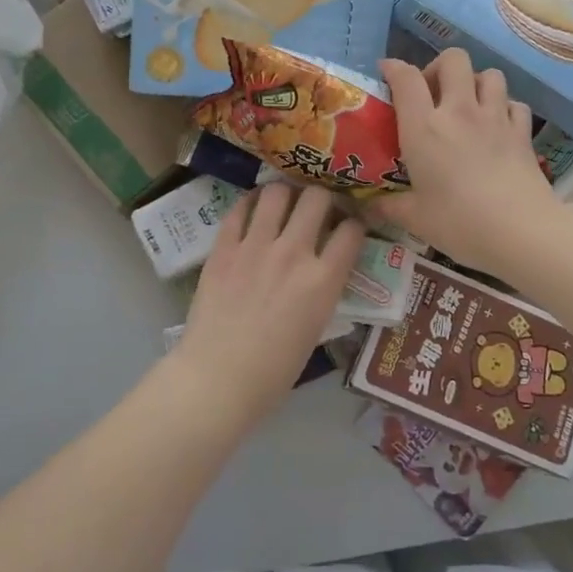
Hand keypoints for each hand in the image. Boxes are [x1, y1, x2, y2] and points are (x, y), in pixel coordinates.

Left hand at [173, 183, 364, 423]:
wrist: (218, 378)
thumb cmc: (274, 370)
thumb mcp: (316, 328)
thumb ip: (323, 290)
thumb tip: (323, 269)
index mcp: (323, 279)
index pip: (352, 230)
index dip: (355, 224)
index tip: (349, 226)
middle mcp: (294, 253)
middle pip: (318, 199)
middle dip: (323, 198)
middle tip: (317, 208)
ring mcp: (255, 246)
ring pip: (277, 193)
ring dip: (286, 194)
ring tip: (284, 203)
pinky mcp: (223, 247)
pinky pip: (239, 209)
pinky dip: (250, 203)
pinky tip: (253, 210)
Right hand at [375, 49, 562, 279]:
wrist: (522, 232)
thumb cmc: (460, 223)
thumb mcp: (415, 219)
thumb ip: (389, 206)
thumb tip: (369, 205)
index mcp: (424, 128)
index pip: (406, 78)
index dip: (394, 68)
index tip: (387, 72)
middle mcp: (460, 111)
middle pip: (453, 60)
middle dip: (439, 67)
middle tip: (432, 93)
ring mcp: (496, 118)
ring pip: (489, 74)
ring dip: (475, 82)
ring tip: (467, 105)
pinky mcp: (523, 132)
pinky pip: (514, 103)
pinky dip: (504, 107)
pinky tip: (498, 126)